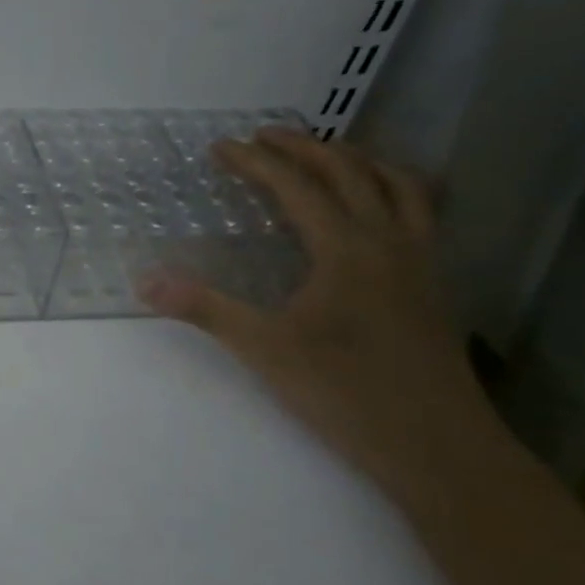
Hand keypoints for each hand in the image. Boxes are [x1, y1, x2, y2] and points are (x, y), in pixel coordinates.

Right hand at [140, 130, 502, 500]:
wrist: (440, 448)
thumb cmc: (347, 394)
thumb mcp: (264, 350)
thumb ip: (205, 309)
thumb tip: (145, 280)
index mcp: (346, 249)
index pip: (296, 187)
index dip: (256, 162)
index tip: (221, 147)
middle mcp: (388, 242)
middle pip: (349, 172)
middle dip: (304, 146)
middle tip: (265, 136)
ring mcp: (420, 262)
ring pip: (398, 185)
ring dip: (358, 159)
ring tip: (327, 154)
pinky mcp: (433, 286)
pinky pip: (420, 213)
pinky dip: (395, 190)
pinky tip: (378, 210)